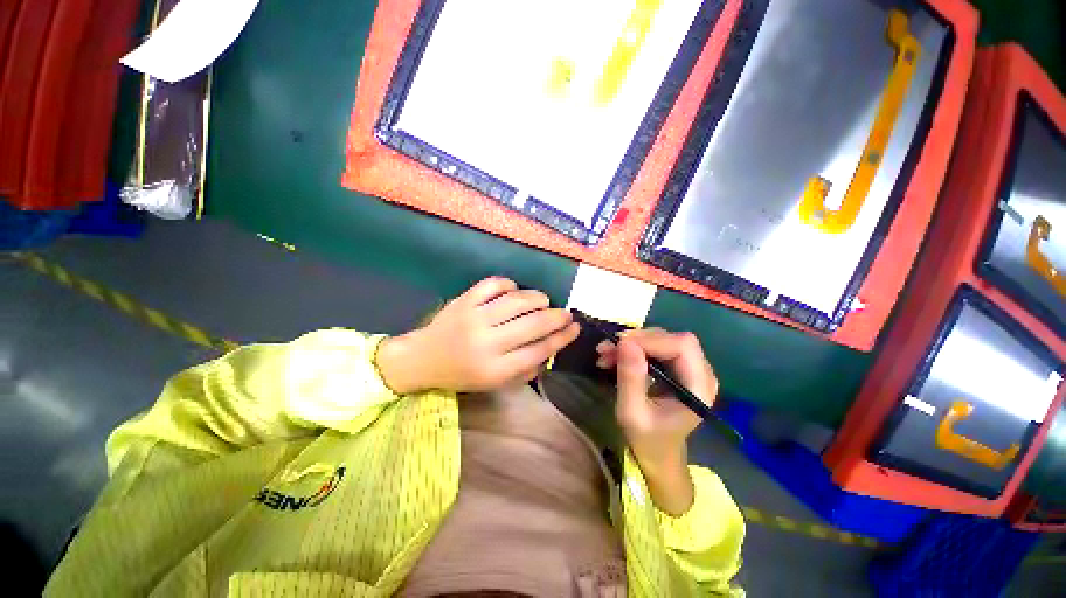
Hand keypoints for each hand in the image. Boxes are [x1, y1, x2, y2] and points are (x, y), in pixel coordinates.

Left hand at [376, 277, 579, 393]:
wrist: (423, 359)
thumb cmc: (462, 374)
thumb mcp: (494, 383)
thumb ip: (524, 370)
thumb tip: (550, 349)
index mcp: (495, 369)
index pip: (539, 350)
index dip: (562, 338)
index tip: (575, 328)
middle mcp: (486, 342)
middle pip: (533, 324)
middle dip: (557, 316)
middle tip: (565, 313)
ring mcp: (474, 317)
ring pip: (517, 300)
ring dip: (538, 298)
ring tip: (544, 301)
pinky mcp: (464, 300)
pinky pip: (493, 284)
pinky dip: (510, 284)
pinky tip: (515, 290)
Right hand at [596, 328, 718, 514]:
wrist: (658, 454)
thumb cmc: (647, 440)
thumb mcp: (632, 412)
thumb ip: (630, 378)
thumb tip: (624, 342)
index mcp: (699, 388)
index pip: (682, 346)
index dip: (650, 340)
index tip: (618, 345)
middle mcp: (701, 373)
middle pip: (671, 338)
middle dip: (636, 340)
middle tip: (606, 349)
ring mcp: (690, 369)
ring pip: (661, 339)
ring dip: (630, 343)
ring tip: (605, 354)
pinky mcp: (677, 367)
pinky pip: (655, 347)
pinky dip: (632, 349)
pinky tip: (613, 357)